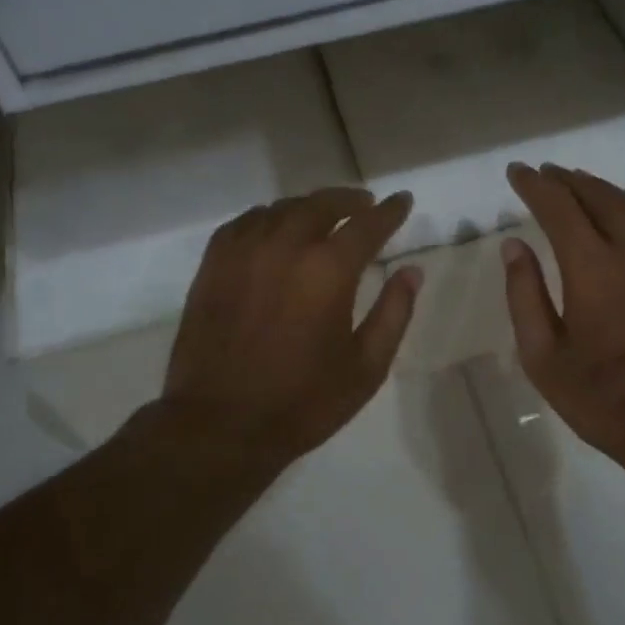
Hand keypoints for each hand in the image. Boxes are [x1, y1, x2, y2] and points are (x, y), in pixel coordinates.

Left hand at [161, 187, 422, 473]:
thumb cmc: (302, 402)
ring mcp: (243, 252)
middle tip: (364, 204)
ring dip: (308, 207)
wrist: (220, 424)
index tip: (403, 201)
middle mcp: (285, 246)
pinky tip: (274, 230)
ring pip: (281, 209)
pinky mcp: (213, 265)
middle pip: (321, 205)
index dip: (390, 211)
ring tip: (322, 216)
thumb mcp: (366, 367)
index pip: (367, 224)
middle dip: (348, 200)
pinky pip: (245, 223)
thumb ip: (394, 313)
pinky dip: (267, 218)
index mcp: (328, 270)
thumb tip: (411, 272)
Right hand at [501, 163, 624, 488]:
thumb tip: (514, 246)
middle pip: (599, 199)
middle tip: (546, 174)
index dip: (535, 187)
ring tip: (581, 183)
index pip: (559, 209)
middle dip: (568, 181)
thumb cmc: (605, 401)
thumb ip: (525, 296)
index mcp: (594, 271)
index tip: (517, 172)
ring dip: (603, 190)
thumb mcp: (544, 358)